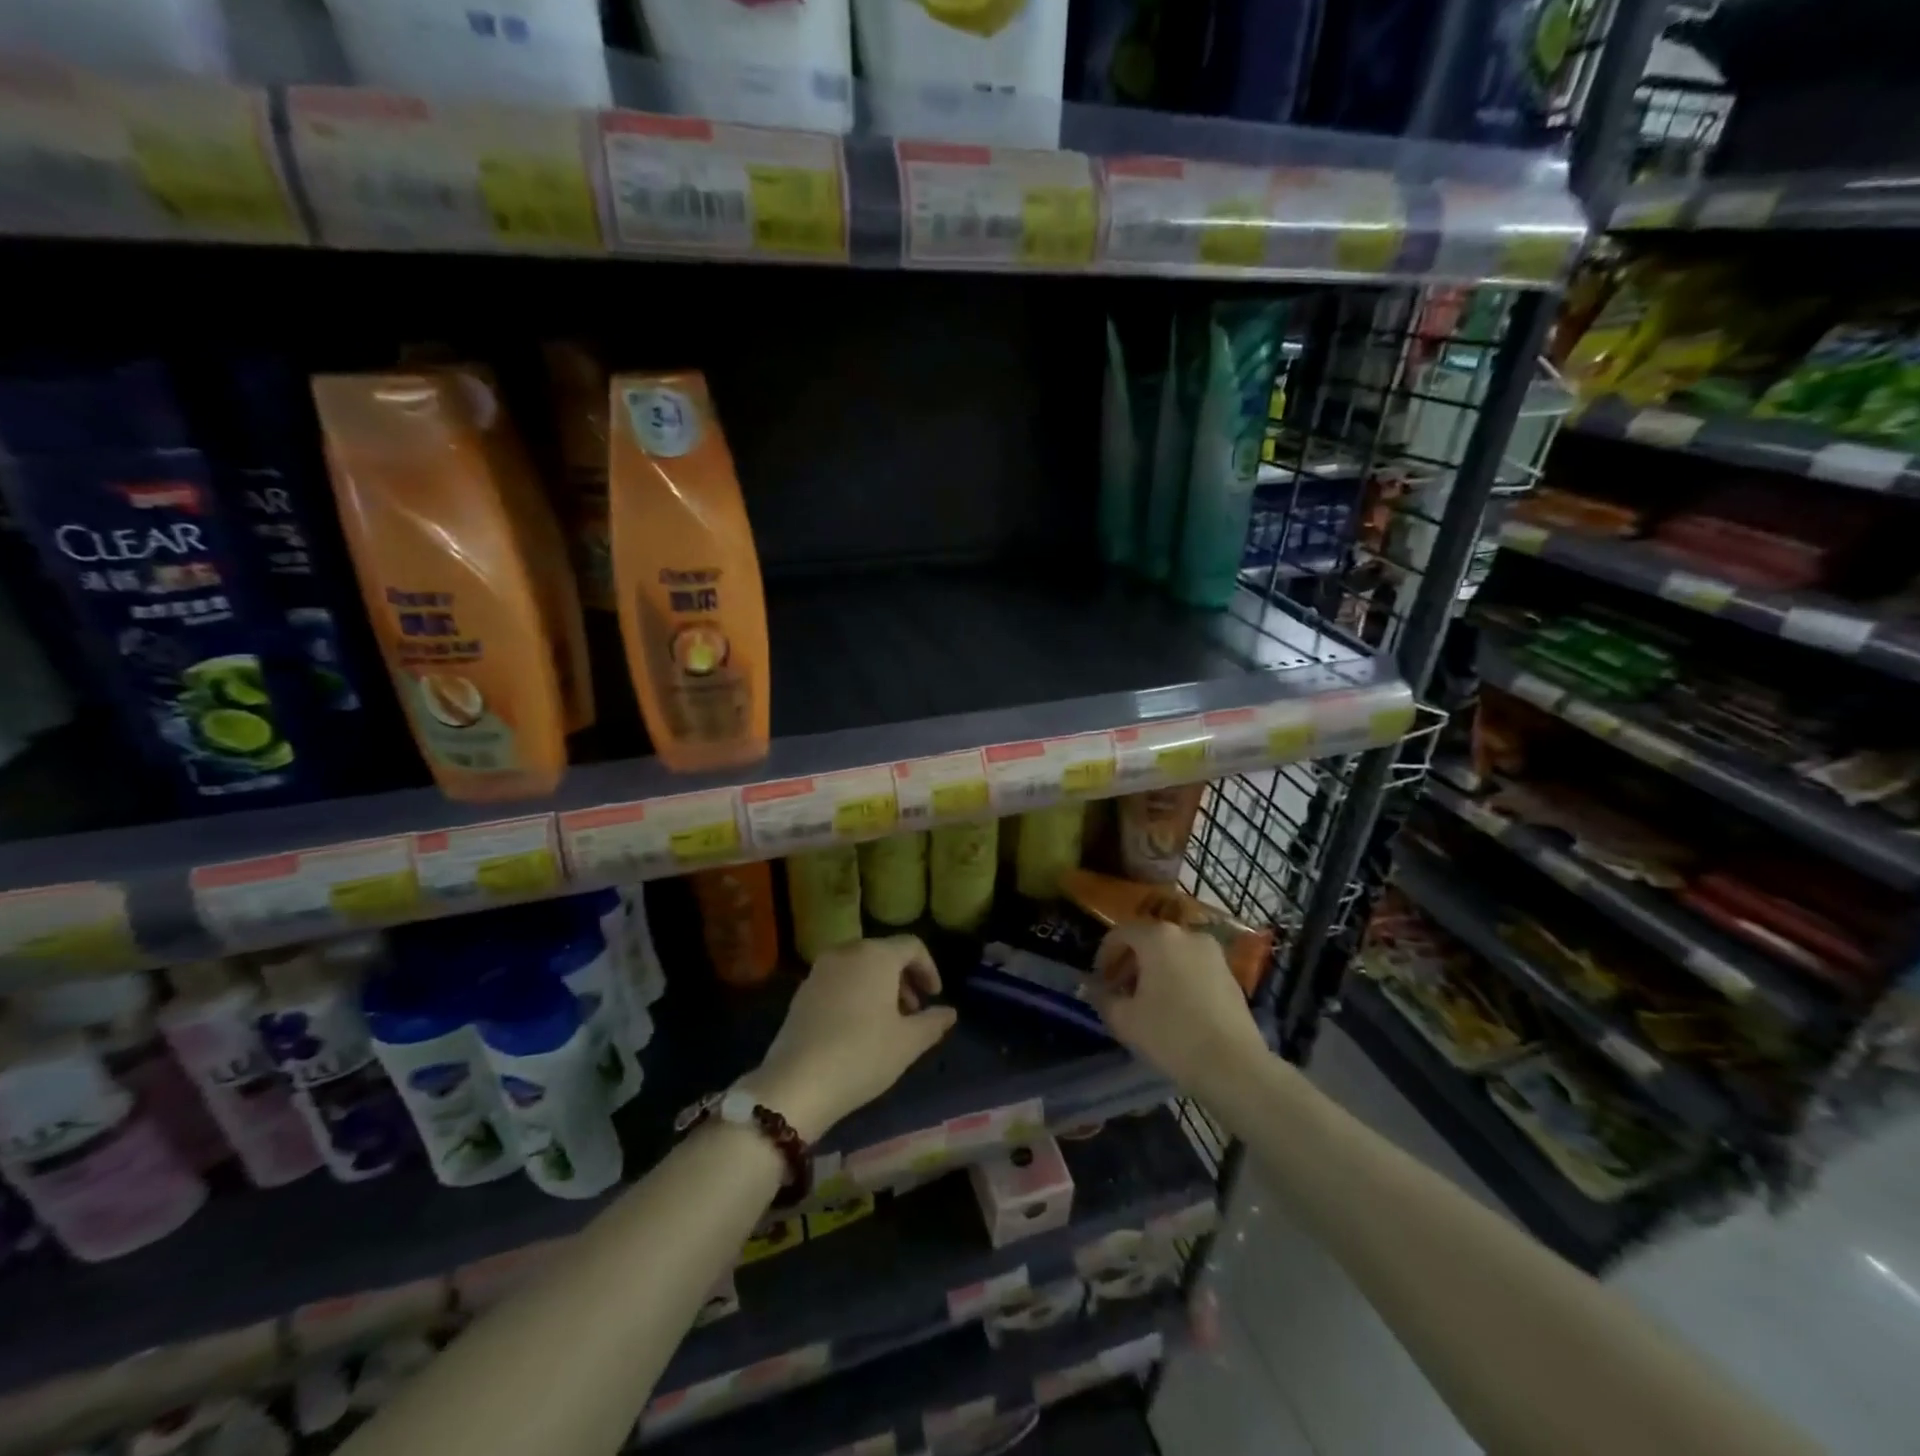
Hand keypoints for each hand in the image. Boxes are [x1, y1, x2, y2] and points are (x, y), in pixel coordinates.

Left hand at [745, 936, 956, 1140]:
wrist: (797, 1082)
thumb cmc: (862, 1054)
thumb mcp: (908, 1042)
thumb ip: (933, 1022)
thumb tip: (949, 1012)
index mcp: (876, 955)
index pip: (912, 946)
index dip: (929, 969)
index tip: (934, 997)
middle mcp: (847, 952)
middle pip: (884, 953)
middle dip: (904, 978)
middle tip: (914, 1011)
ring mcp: (820, 970)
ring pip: (859, 967)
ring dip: (880, 986)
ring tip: (887, 1022)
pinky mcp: (802, 991)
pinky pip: (838, 980)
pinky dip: (855, 993)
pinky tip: (857, 1027)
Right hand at [1087, 921, 1268, 1099]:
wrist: (1234, 1066)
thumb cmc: (1172, 1036)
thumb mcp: (1124, 1020)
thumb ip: (1102, 997)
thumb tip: (1092, 988)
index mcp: (1158, 937)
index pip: (1120, 934)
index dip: (1103, 956)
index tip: (1099, 983)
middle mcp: (1187, 935)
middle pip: (1148, 940)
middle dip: (1129, 963)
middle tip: (1119, 992)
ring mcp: (1212, 953)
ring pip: (1172, 953)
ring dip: (1154, 971)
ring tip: (1146, 1002)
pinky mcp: (1230, 974)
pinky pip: (1193, 966)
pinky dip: (1178, 978)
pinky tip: (1174, 1009)